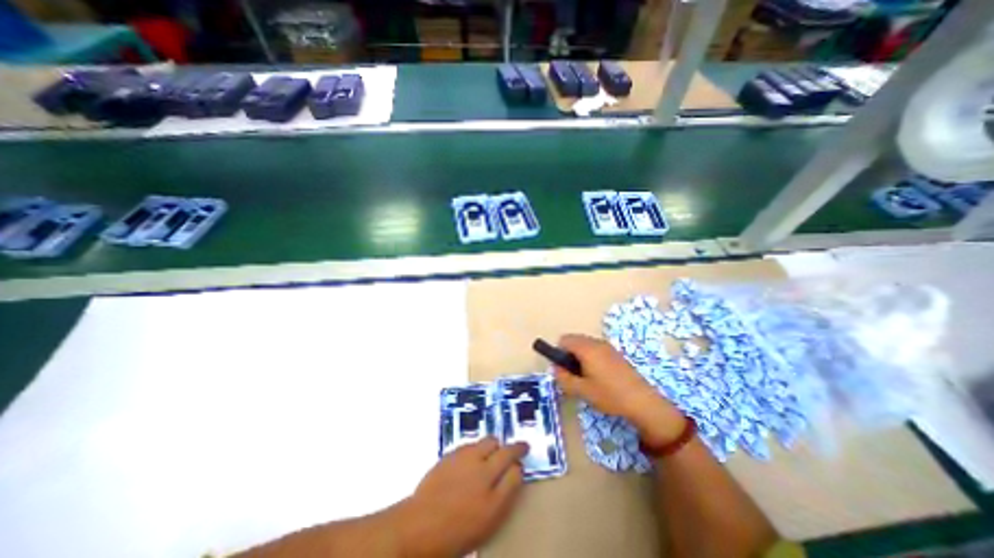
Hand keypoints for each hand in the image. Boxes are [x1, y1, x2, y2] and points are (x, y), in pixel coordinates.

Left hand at [392, 438, 527, 555]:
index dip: (520, 464)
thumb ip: (505, 492)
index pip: (515, 467)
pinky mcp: (451, 454)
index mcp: (492, 489)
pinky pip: (470, 444)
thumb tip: (516, 471)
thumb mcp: (488, 520)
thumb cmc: (456, 531)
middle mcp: (481, 467)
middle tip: (516, 450)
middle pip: (503, 448)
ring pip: (487, 441)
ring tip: (493, 455)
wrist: (419, 525)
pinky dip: (477, 449)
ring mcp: (465, 458)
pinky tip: (472, 461)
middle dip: (513, 448)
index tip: (521, 464)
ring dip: (494, 446)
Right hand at [555, 333, 688, 445]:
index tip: (564, 369)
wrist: (643, 402)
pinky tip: (599, 377)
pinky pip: (596, 349)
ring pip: (585, 345)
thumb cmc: (609, 395)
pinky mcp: (616, 353)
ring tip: (587, 378)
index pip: (564, 340)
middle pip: (574, 340)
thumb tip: (555, 368)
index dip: (559, 353)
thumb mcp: (582, 390)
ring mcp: (608, 347)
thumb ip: (563, 378)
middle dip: (569, 355)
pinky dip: (591, 358)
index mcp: (586, 348)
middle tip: (574, 375)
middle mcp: (596, 342)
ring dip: (580, 357)